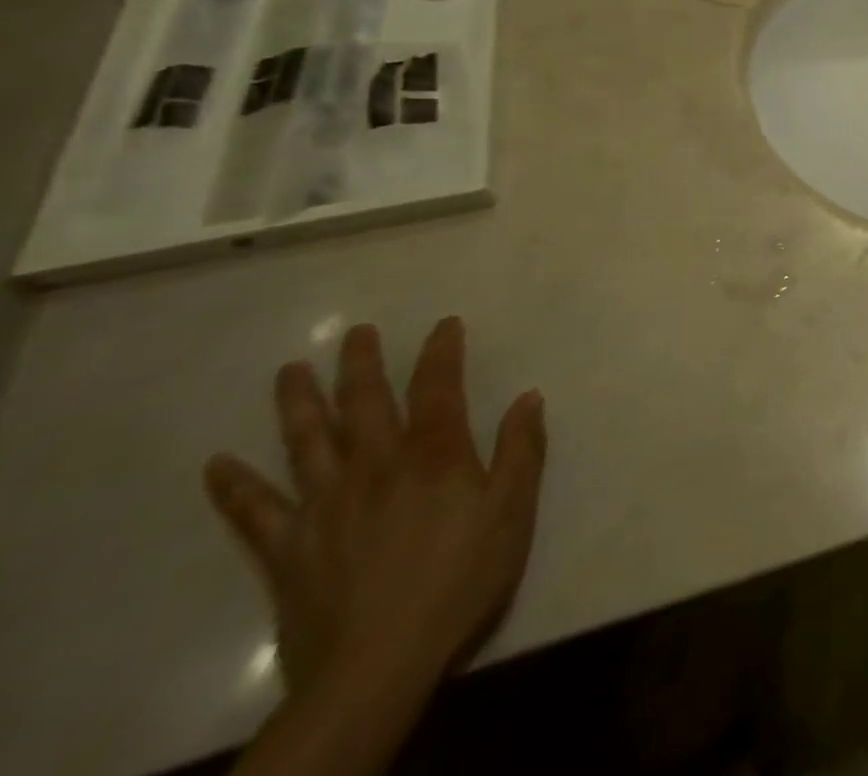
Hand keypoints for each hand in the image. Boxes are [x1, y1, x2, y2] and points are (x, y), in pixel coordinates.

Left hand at [204, 318, 546, 696]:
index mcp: (434, 455)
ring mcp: (325, 505)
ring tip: (289, 370)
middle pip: (365, 403)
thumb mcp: (512, 511)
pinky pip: (254, 512)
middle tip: (354, 332)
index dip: (441, 352)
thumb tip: (529, 397)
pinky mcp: (287, 549)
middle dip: (362, 364)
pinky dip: (234, 487)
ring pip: (307, 442)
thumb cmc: (460, 579)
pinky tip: (217, 464)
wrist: (377, 665)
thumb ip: (521, 450)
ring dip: (298, 403)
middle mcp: (376, 466)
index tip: (444, 324)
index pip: (438, 388)